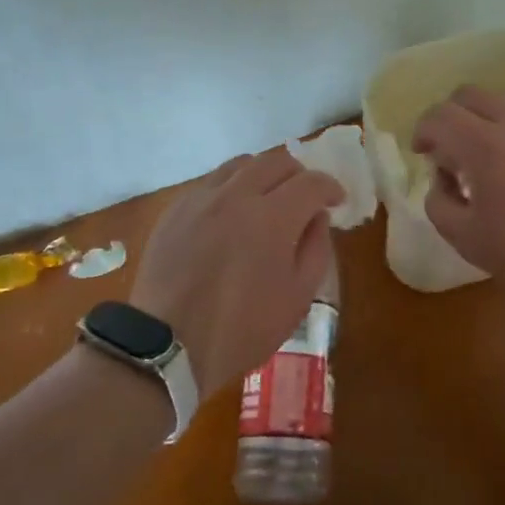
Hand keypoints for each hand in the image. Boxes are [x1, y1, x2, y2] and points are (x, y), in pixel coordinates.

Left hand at [129, 150, 343, 395]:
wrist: (167, 345)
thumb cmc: (241, 329)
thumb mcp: (297, 298)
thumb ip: (316, 250)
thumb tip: (317, 218)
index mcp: (272, 218)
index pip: (311, 182)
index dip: (330, 187)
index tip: (337, 201)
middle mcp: (236, 195)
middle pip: (275, 160)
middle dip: (298, 174)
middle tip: (304, 197)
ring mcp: (201, 198)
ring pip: (240, 164)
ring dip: (263, 175)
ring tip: (267, 199)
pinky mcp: (175, 209)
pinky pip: (211, 183)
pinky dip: (231, 189)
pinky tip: (231, 215)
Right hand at [413, 85, 504, 302]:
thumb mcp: (469, 240)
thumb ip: (440, 205)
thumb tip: (442, 181)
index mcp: (484, 146)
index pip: (439, 115)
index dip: (422, 130)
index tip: (422, 154)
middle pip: (469, 95)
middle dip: (449, 117)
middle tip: (448, 154)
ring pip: (501, 104)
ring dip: (481, 123)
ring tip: (484, 165)